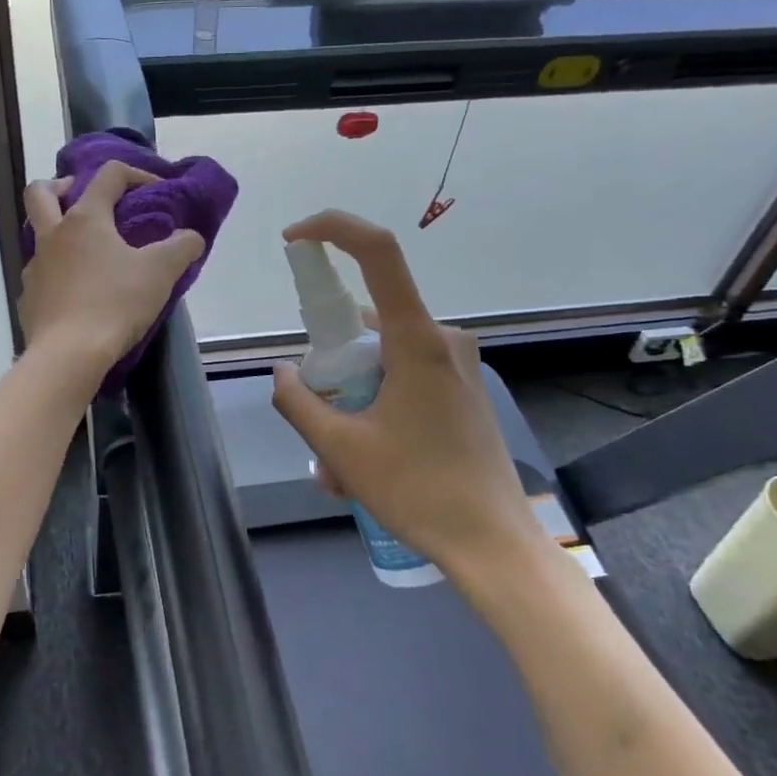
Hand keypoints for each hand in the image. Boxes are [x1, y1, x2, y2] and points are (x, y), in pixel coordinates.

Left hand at [19, 161, 206, 382]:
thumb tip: (191, 237)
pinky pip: (40, 275)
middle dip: (62, 186)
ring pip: (37, 234)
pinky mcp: (29, 299)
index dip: (136, 174)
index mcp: (85, 218)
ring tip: (87, 251)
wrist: (68, 354)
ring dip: (58, 232)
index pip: (108, 175)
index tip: (157, 191)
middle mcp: (52, 235)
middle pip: (40, 192)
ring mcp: (35, 267)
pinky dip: (57, 274)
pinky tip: (76, 292)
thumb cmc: (115, 303)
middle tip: (85, 199)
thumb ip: (181, 247)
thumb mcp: (160, 272)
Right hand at [269, 211, 546, 582]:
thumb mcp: (340, 449)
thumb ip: (298, 403)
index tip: (294, 239)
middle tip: (319, 431)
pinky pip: (404, 380)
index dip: (333, 230)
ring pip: (382, 361)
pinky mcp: (463, 391)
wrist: (493, 545)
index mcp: (417, 340)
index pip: (378, 252)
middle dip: (331, 370)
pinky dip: (375, 410)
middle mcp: (443, 339)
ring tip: (341, 471)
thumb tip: (283, 373)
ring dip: (351, 402)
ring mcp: (458, 366)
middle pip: (368, 324)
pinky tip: (367, 466)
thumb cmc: (418, 490)